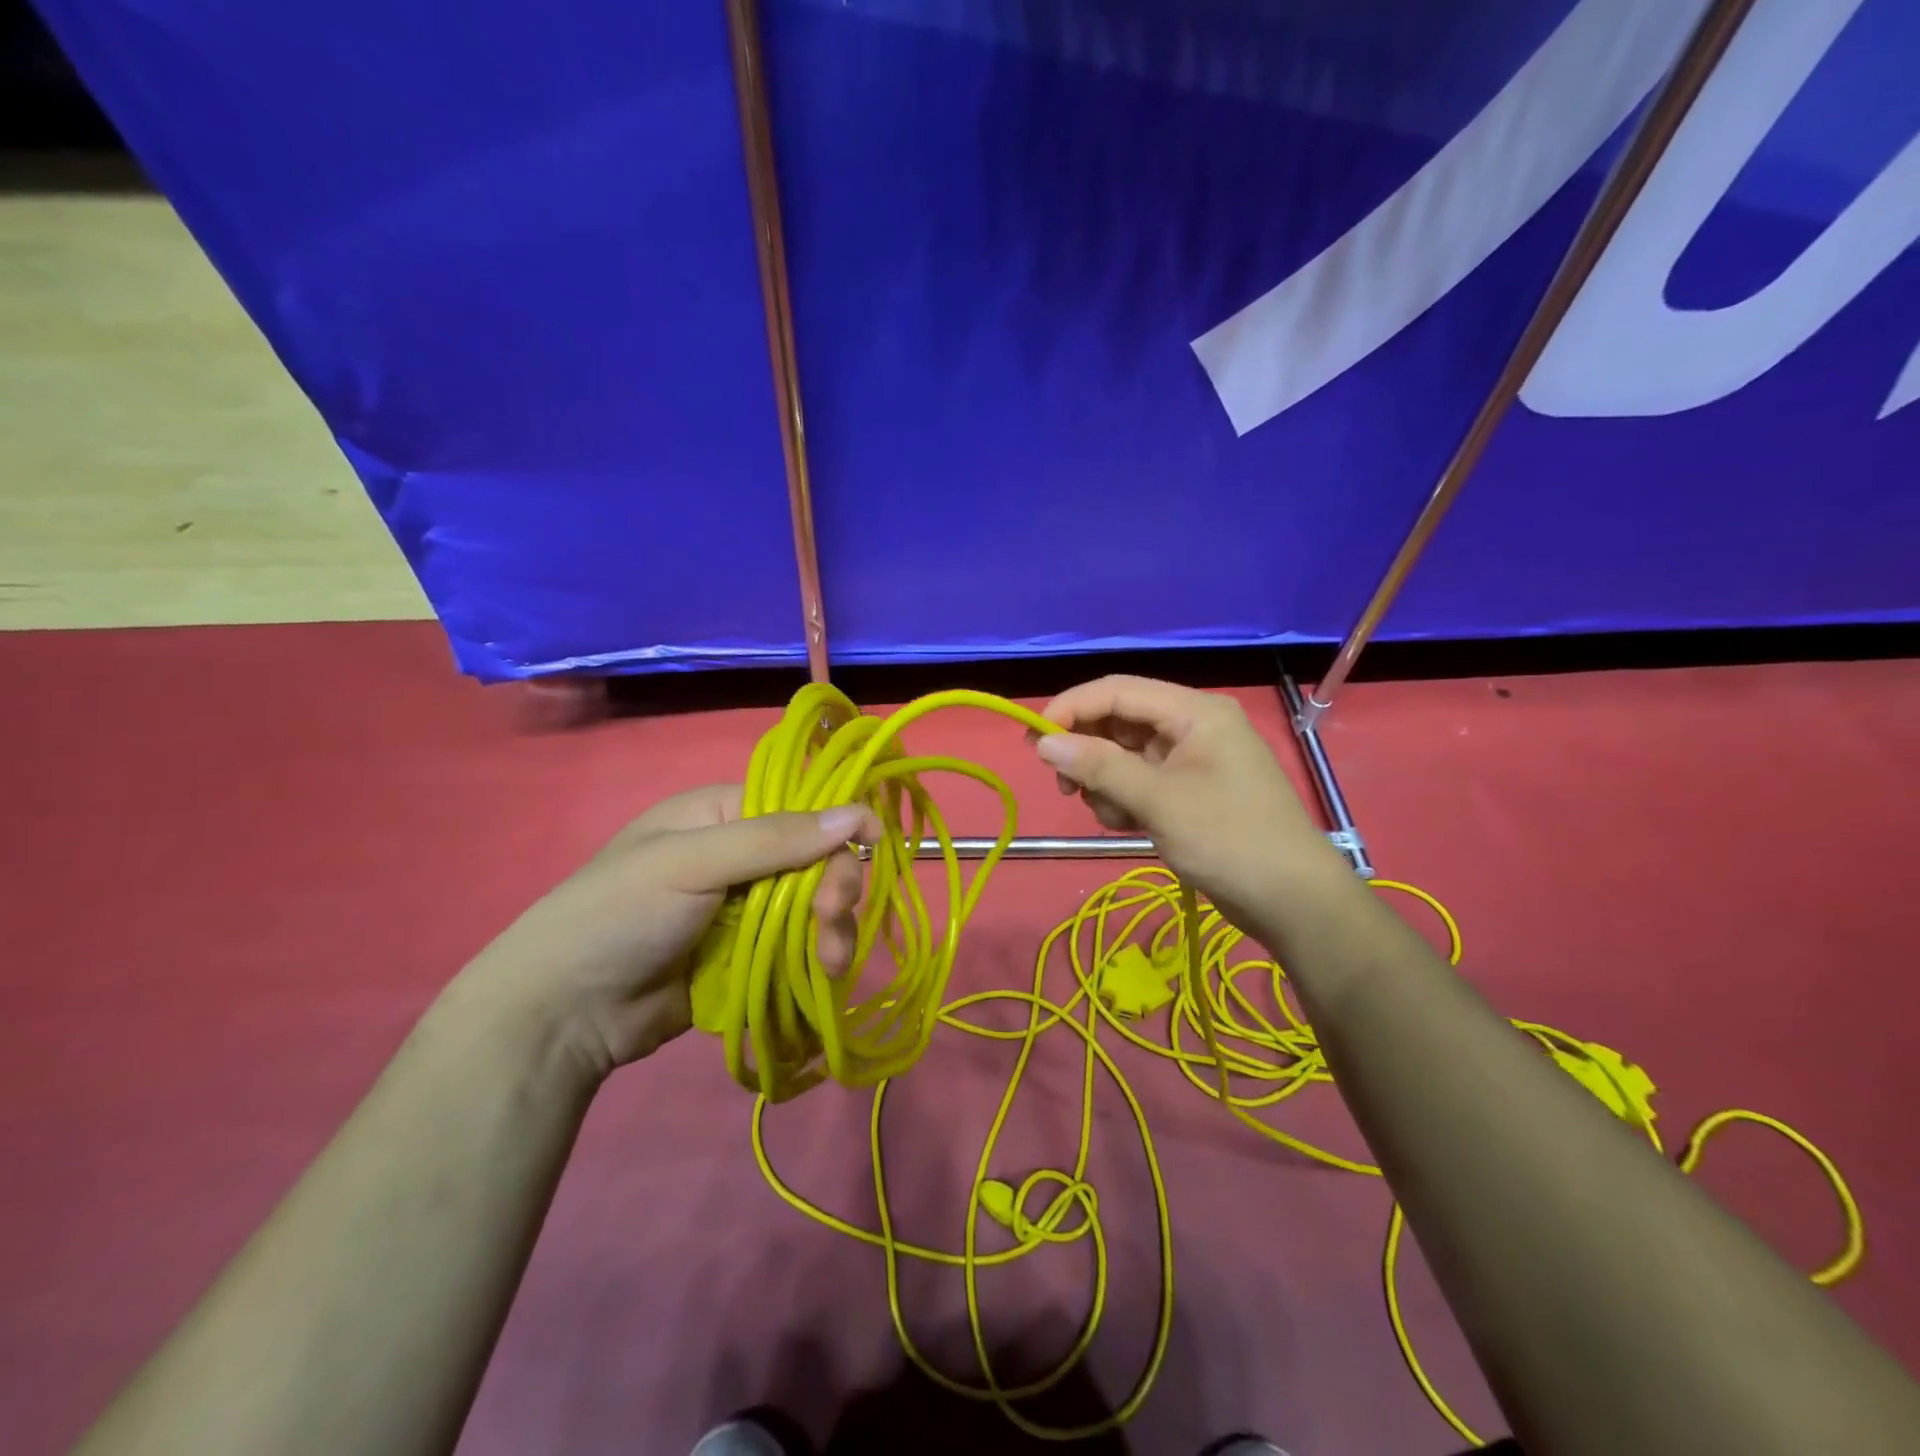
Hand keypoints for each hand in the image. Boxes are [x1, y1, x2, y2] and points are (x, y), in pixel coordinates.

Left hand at [454, 787, 874, 1080]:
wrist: (562, 1015)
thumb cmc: (619, 915)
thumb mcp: (691, 863)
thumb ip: (775, 839)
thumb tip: (859, 813)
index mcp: (721, 815)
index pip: (800, 807)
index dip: (837, 825)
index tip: (870, 846)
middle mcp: (739, 856)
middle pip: (815, 861)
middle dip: (835, 887)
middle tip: (831, 919)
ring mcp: (745, 911)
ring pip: (814, 909)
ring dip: (833, 930)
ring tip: (830, 963)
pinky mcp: (748, 957)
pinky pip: (798, 949)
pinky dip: (817, 960)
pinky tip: (823, 976)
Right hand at [1036, 676, 1348, 930]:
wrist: (1293, 901)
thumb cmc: (1228, 840)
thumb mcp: (1158, 800)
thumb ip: (1098, 766)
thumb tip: (1043, 743)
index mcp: (1194, 712)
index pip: (1118, 690)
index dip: (1071, 708)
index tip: (1033, 740)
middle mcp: (1192, 726)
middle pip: (1119, 722)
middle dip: (1089, 753)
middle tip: (1064, 788)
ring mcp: (1191, 760)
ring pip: (1124, 755)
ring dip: (1106, 783)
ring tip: (1115, 817)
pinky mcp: (1189, 791)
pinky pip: (1140, 781)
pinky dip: (1125, 800)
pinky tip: (1130, 826)